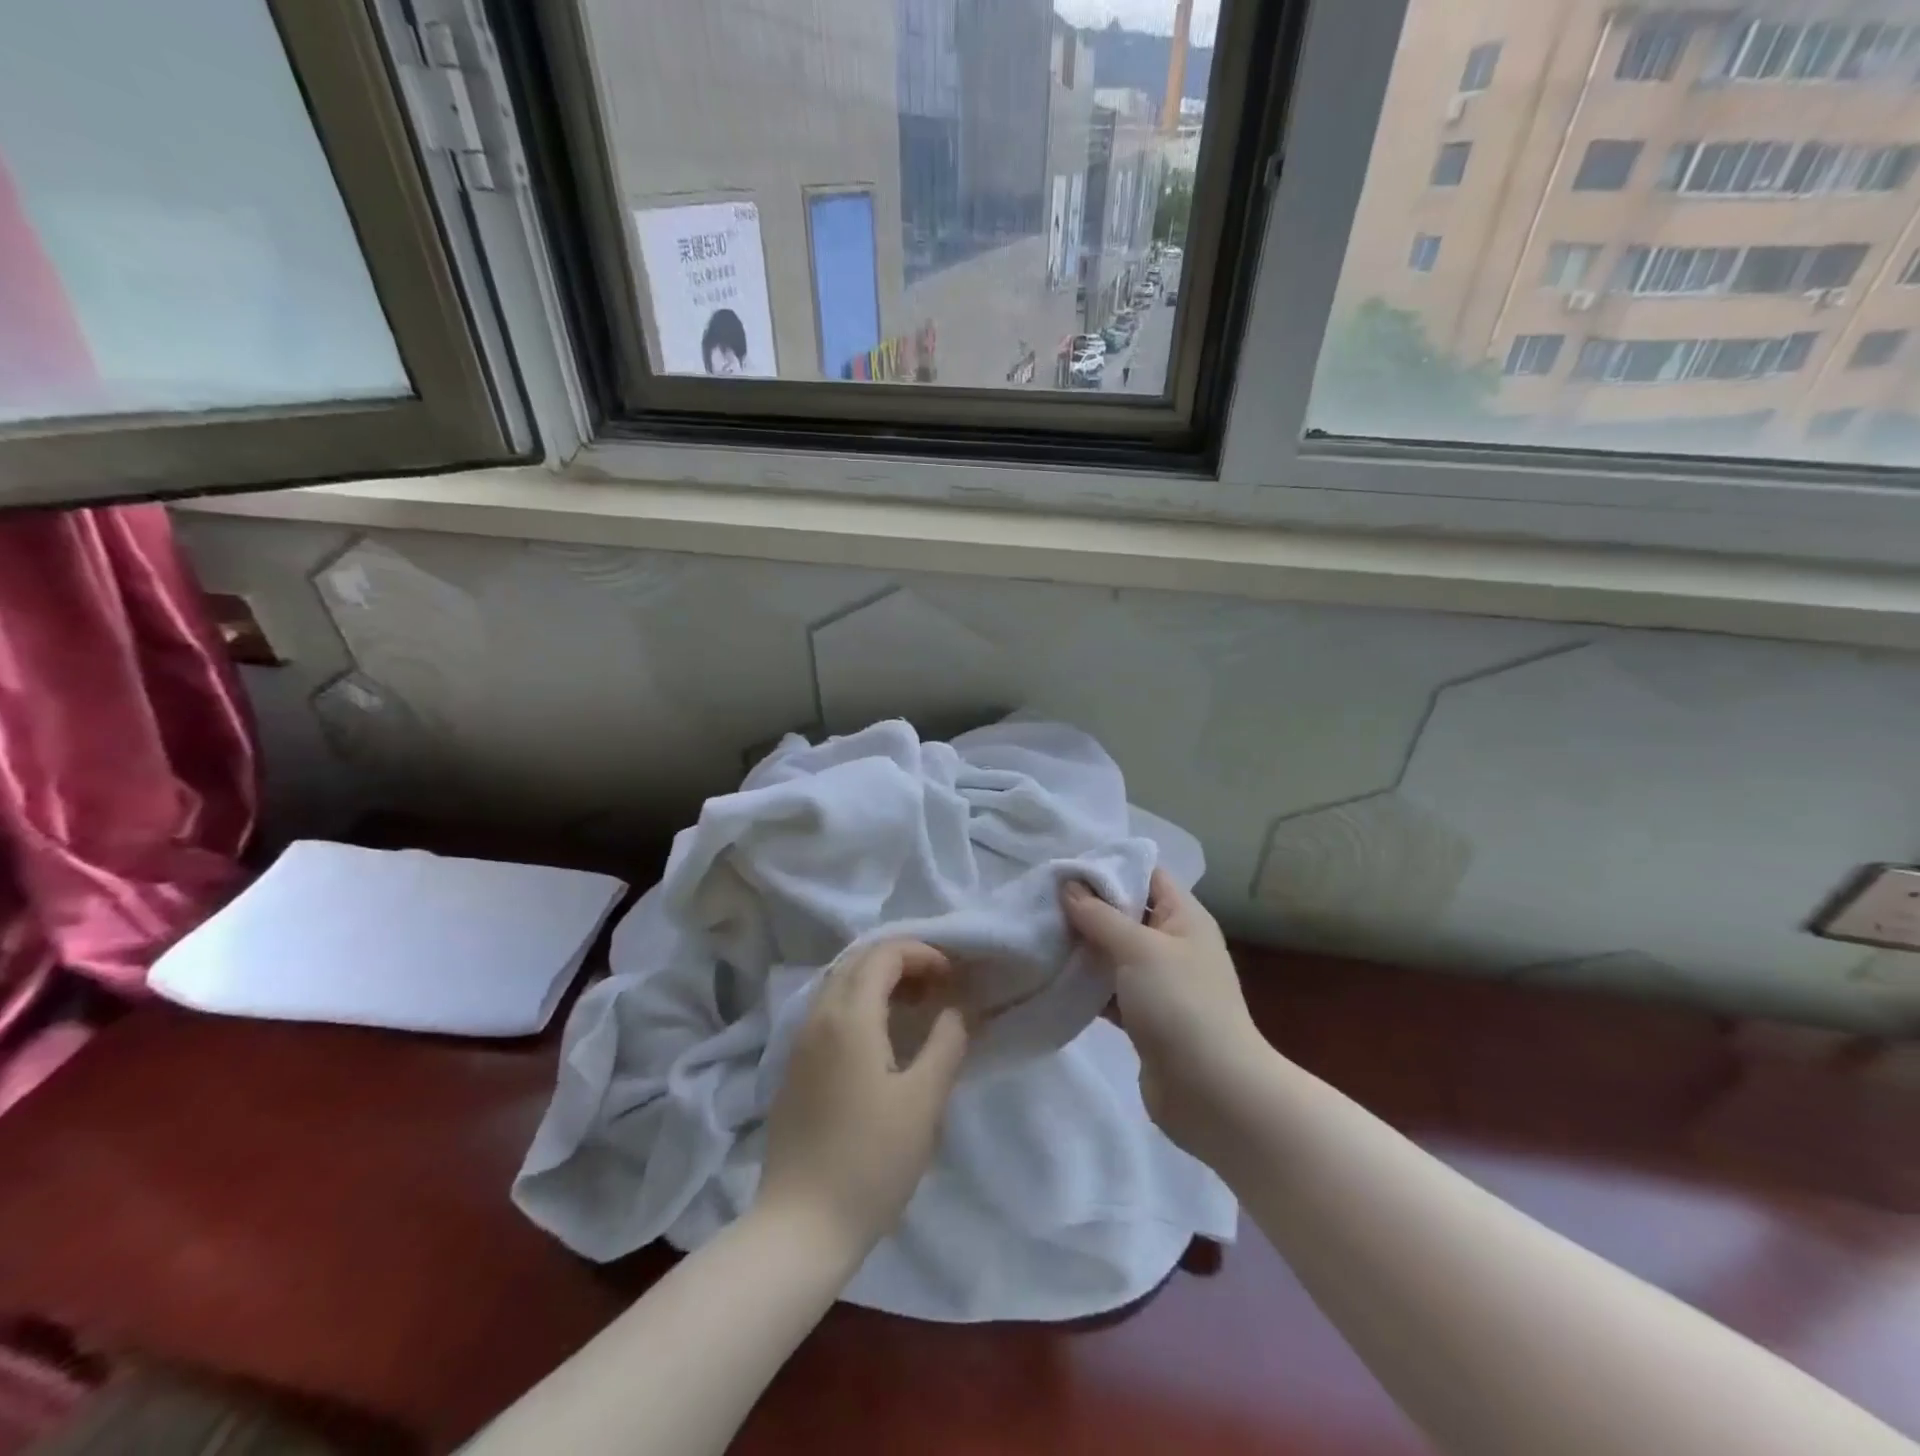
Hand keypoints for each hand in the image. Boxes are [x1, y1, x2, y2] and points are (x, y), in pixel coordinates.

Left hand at [756, 940, 969, 1259]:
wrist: (801, 1226)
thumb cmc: (870, 1161)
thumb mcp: (924, 1102)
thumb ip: (946, 1044)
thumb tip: (955, 1010)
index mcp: (849, 1017)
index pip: (883, 954)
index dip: (921, 953)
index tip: (951, 977)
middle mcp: (818, 1017)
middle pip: (858, 962)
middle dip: (901, 962)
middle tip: (937, 986)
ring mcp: (799, 1043)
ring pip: (839, 985)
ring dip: (878, 982)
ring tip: (915, 1008)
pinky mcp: (793, 1068)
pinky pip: (827, 1011)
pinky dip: (859, 1004)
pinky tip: (880, 1038)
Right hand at [1063, 870, 1270, 1161]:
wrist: (1213, 1093)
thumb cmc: (1180, 1004)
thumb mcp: (1138, 948)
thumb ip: (1100, 916)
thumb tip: (1068, 886)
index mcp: (1184, 917)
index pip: (1147, 874)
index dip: (1110, 866)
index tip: (1065, 867)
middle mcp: (1174, 944)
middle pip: (1126, 913)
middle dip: (1087, 907)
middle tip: (1042, 900)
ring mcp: (1160, 983)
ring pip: (1114, 952)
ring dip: (1083, 946)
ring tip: (1039, 933)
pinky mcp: (1145, 1017)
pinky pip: (1110, 989)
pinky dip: (1086, 983)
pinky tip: (1052, 976)